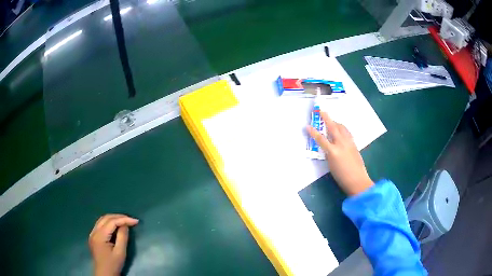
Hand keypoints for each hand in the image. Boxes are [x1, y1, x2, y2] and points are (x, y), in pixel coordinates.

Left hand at [89, 214, 138, 275]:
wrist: (104, 273)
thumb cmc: (113, 264)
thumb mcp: (120, 252)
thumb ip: (122, 237)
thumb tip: (125, 225)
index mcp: (100, 236)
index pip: (112, 222)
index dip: (124, 219)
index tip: (136, 221)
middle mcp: (94, 231)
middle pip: (106, 218)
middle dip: (119, 217)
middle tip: (131, 220)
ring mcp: (92, 233)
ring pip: (102, 220)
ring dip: (114, 218)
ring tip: (125, 221)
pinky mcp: (93, 236)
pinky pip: (101, 224)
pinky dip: (109, 223)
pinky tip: (116, 226)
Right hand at [307, 112, 372, 195]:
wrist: (357, 180)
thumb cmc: (342, 176)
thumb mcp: (331, 165)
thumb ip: (328, 153)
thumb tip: (328, 146)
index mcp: (333, 151)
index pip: (321, 139)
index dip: (313, 132)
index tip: (307, 126)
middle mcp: (341, 144)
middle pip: (333, 127)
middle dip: (326, 118)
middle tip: (322, 111)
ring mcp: (349, 143)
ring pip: (342, 128)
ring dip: (336, 122)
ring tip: (332, 121)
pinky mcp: (354, 144)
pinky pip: (347, 132)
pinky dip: (343, 129)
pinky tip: (342, 130)